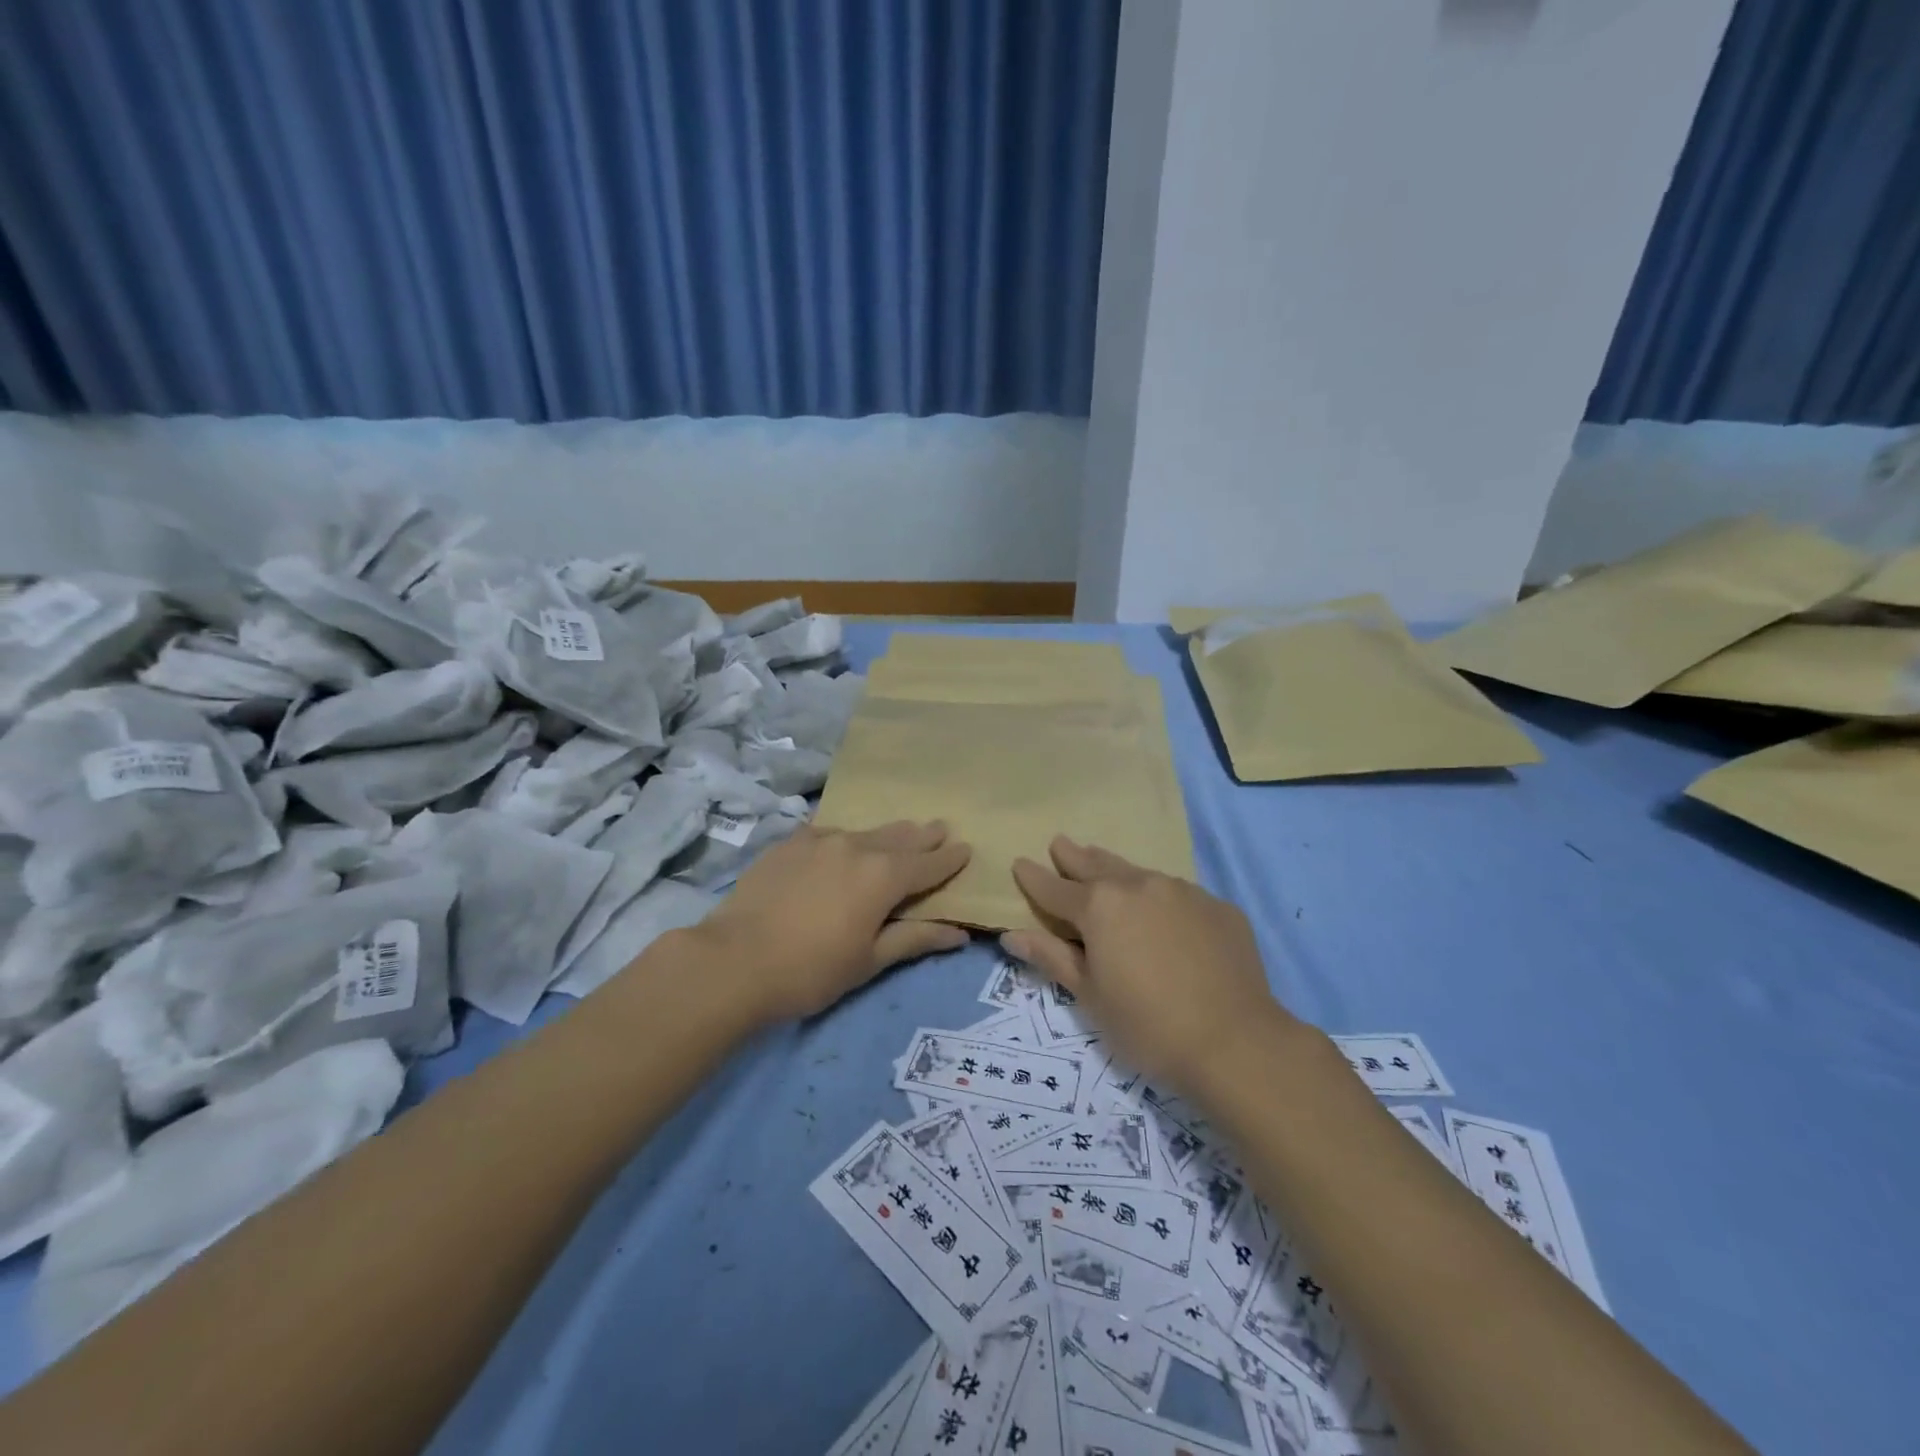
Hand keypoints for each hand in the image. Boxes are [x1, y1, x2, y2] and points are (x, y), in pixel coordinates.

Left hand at [693, 820, 971, 1022]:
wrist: (733, 960)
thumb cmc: (811, 970)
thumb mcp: (869, 961)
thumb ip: (915, 939)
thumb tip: (960, 934)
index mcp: (884, 876)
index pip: (929, 863)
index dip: (949, 858)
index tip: (966, 848)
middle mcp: (856, 846)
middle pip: (900, 837)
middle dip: (923, 836)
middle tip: (940, 828)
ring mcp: (820, 839)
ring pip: (864, 832)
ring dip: (886, 835)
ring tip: (899, 834)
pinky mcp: (789, 842)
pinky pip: (828, 833)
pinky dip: (845, 839)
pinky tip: (842, 845)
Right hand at [1005, 837, 1293, 1094]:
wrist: (1236, 1042)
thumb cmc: (1148, 1025)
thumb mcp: (1090, 997)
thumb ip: (1051, 958)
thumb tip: (1012, 935)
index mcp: (1099, 906)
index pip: (1054, 888)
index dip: (1033, 877)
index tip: (1019, 863)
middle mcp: (1138, 885)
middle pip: (1097, 865)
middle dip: (1074, 856)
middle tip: (1060, 844)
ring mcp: (1182, 891)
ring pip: (1139, 873)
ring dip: (1117, 871)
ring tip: (1104, 867)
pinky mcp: (1217, 906)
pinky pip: (1177, 894)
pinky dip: (1159, 897)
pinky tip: (1162, 913)